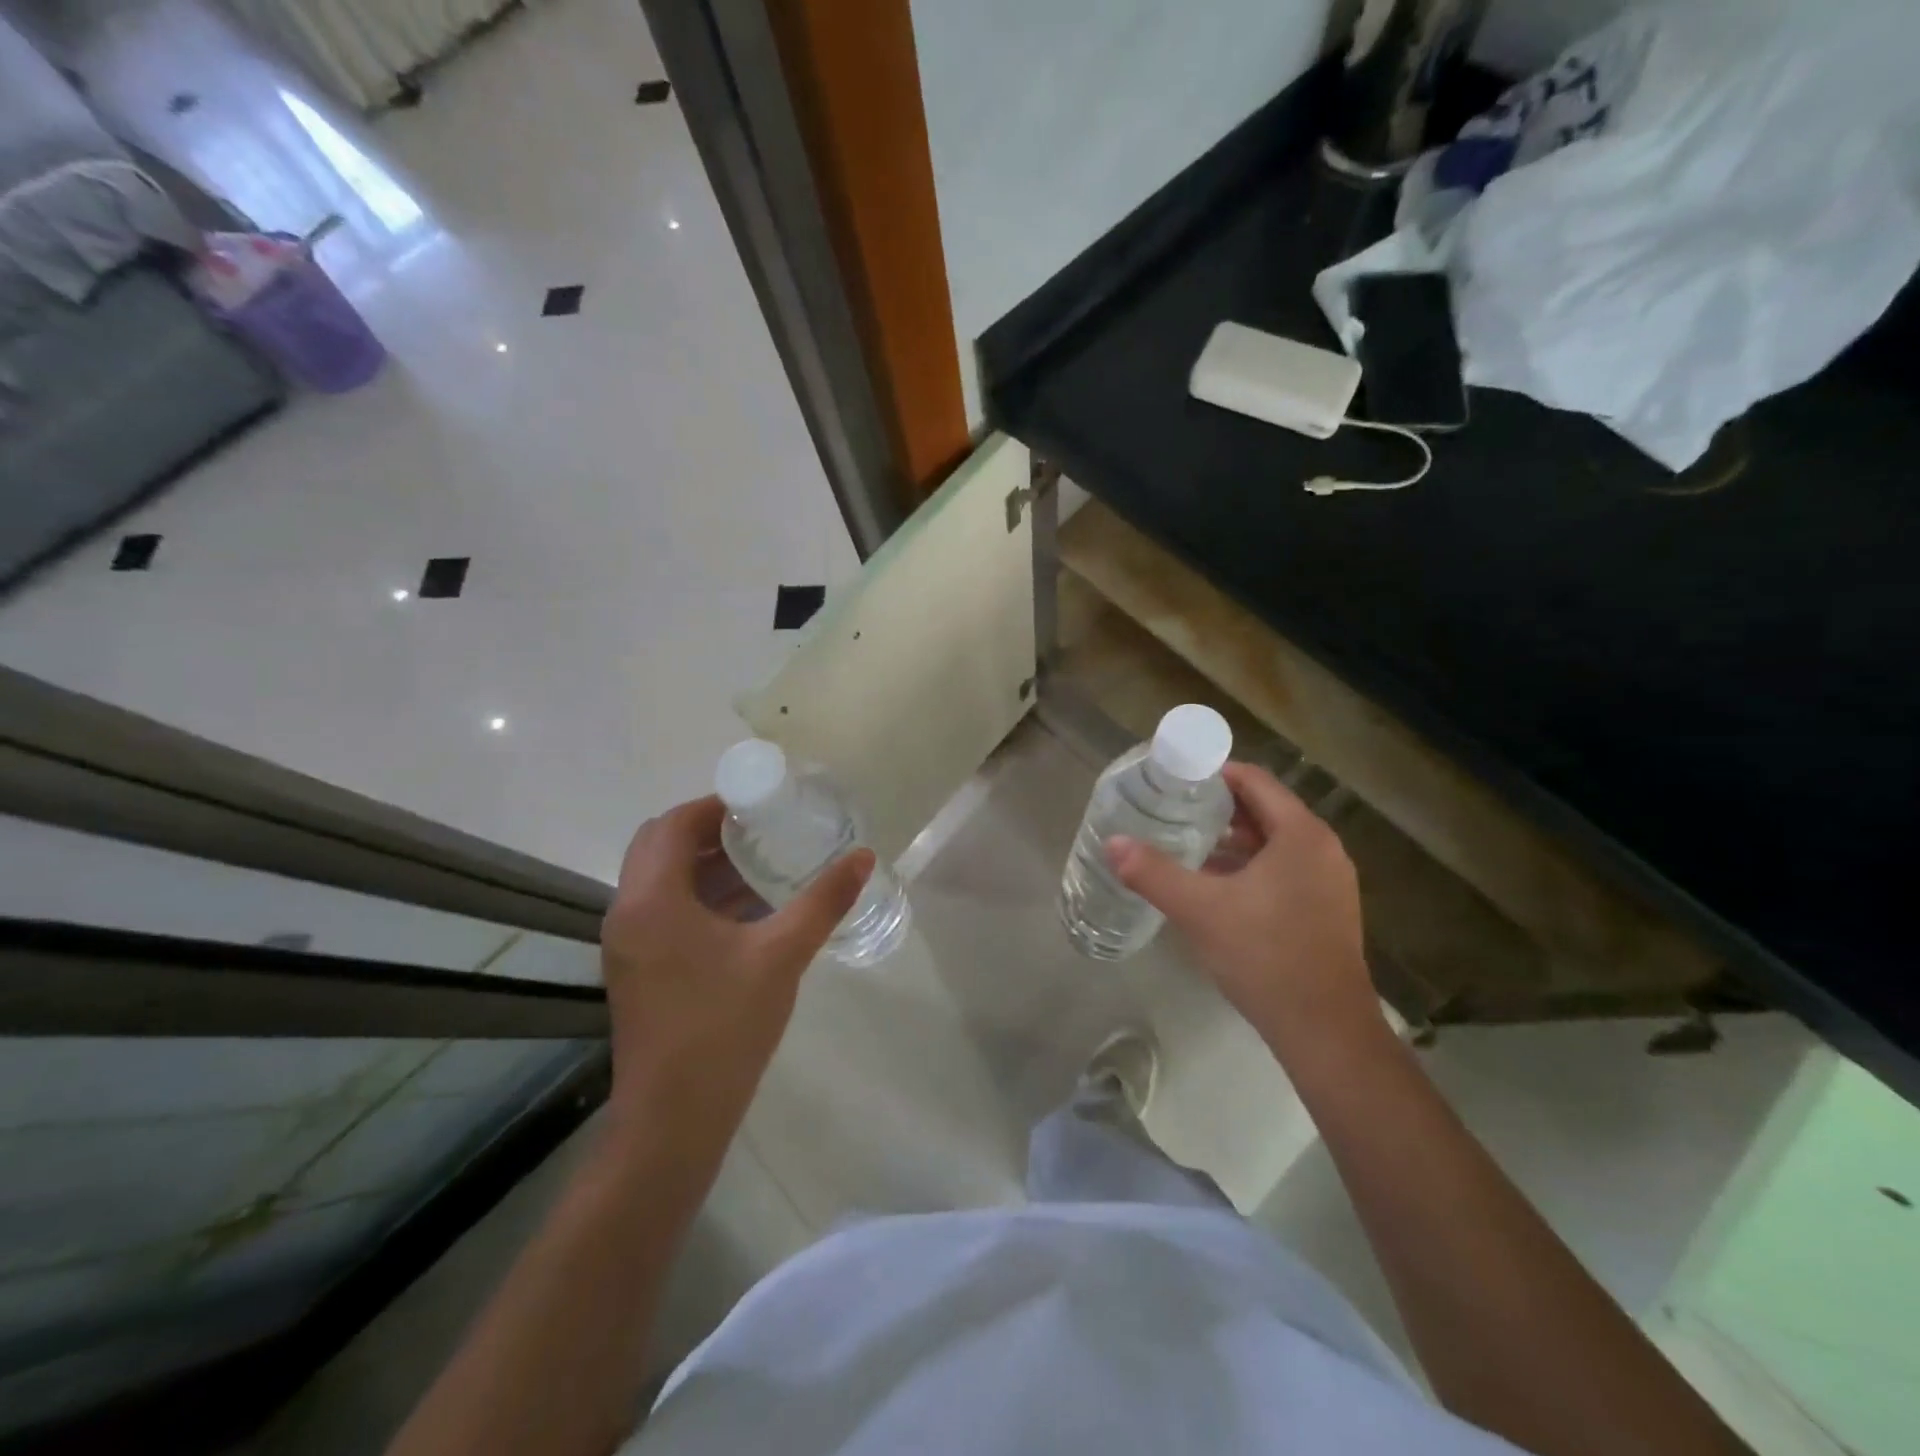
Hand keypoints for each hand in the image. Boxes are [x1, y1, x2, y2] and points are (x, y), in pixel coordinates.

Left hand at [599, 796, 872, 1130]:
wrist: (675, 1119)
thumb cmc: (724, 1027)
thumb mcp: (781, 955)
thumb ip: (823, 901)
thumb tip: (863, 857)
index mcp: (652, 900)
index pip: (674, 825)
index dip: (716, 806)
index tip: (761, 803)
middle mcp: (628, 913)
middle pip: (661, 845)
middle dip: (710, 830)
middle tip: (762, 829)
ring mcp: (628, 944)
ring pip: (662, 879)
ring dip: (705, 863)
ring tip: (762, 862)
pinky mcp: (638, 968)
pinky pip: (664, 909)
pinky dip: (699, 895)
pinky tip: (747, 909)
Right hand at [1107, 762, 1377, 1058]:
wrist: (1325, 1031)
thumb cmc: (1265, 956)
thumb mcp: (1201, 910)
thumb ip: (1154, 872)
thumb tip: (1112, 843)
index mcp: (1301, 835)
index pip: (1254, 781)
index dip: (1213, 774)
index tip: (1174, 779)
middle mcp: (1322, 849)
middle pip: (1264, 810)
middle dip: (1218, 808)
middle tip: (1172, 810)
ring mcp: (1329, 881)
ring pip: (1274, 843)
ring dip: (1233, 840)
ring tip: (1185, 843)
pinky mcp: (1326, 910)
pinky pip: (1284, 869)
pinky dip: (1250, 867)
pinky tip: (1215, 885)